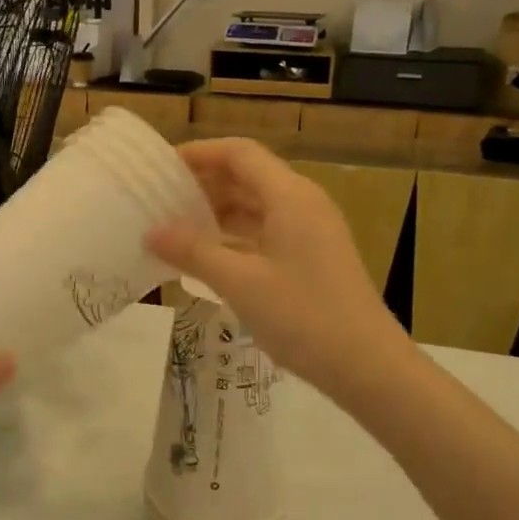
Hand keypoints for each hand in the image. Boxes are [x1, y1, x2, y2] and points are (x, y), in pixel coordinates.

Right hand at [147, 138, 401, 395]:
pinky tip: (208, 257)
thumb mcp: (240, 283)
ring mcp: (311, 231)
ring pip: (257, 206)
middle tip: (160, 199)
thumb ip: (194, 252)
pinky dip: (235, 236)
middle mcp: (303, 204)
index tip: (161, 168)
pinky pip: (266, 232)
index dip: (200, 154)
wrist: (367, 366)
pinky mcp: (312, 257)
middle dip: (204, 183)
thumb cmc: (303, 316)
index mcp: (290, 196)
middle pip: (248, 176)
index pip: (239, 154)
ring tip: (176, 227)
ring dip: (218, 211)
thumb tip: (152, 232)